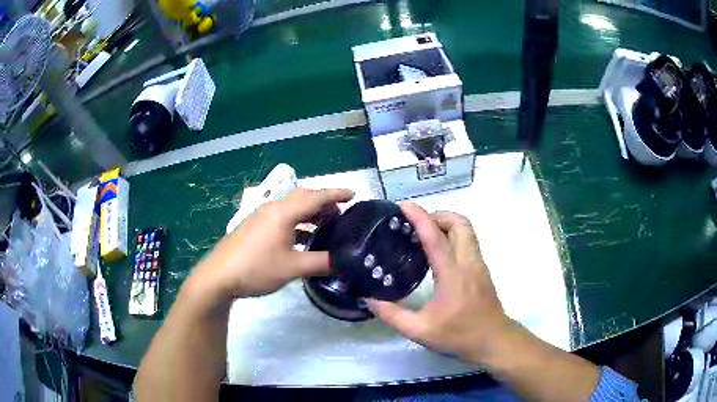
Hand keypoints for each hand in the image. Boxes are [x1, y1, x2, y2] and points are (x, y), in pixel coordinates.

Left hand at [190, 188, 353, 300]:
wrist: (219, 276)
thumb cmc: (256, 268)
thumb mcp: (292, 268)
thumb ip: (320, 263)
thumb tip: (344, 262)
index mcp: (283, 213)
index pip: (316, 197)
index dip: (336, 194)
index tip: (354, 194)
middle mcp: (272, 209)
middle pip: (303, 198)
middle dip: (323, 202)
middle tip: (342, 213)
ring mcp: (261, 217)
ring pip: (291, 208)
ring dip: (309, 214)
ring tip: (326, 226)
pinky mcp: (254, 227)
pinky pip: (281, 218)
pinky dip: (297, 224)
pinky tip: (302, 239)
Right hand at [367, 203, 510, 364]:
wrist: (493, 340)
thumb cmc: (458, 335)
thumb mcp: (419, 330)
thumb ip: (392, 315)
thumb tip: (368, 299)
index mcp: (452, 274)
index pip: (435, 237)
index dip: (419, 217)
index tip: (403, 205)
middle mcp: (468, 262)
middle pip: (459, 222)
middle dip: (437, 215)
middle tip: (416, 226)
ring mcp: (478, 263)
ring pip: (467, 228)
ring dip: (447, 223)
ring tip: (425, 235)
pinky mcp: (482, 268)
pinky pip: (469, 240)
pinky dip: (454, 234)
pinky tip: (439, 252)